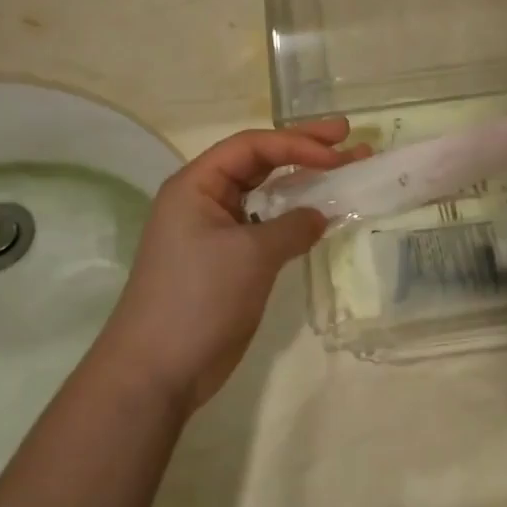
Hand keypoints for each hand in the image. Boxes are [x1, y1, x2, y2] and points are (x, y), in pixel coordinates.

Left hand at [101, 119, 365, 413]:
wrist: (159, 370)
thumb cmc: (198, 299)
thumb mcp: (250, 255)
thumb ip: (292, 226)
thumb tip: (321, 213)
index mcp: (197, 185)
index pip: (252, 147)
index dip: (297, 144)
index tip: (338, 152)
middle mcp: (206, 200)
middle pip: (260, 163)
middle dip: (304, 149)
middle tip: (347, 136)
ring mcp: (218, 232)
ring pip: (268, 195)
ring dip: (306, 183)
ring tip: (348, 169)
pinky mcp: (230, 261)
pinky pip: (269, 227)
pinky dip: (296, 218)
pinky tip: (325, 214)